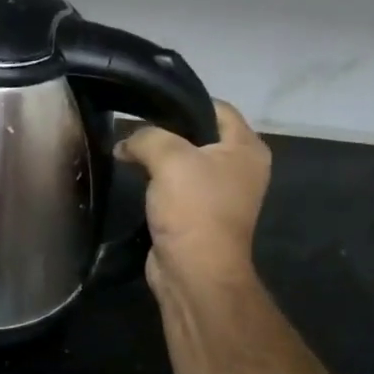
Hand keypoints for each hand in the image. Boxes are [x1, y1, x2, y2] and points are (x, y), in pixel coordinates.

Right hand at [117, 99, 270, 306]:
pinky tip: (135, 180)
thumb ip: (147, 138)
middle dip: (166, 132)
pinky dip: (157, 183)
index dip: (184, 104)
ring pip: (185, 163)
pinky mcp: (198, 216)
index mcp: (247, 148)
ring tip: (129, 153)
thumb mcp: (170, 159)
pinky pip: (176, 188)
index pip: (218, 109)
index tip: (148, 106)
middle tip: (133, 130)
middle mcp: (239, 168)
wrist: (193, 270)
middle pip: (199, 136)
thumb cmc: (193, 209)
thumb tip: (126, 143)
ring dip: (159, 160)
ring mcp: (220, 194)